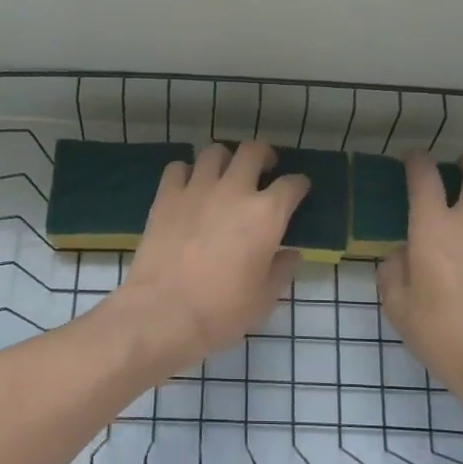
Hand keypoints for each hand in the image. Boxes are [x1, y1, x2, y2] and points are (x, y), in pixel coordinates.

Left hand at [105, 142, 308, 371]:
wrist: (163, 312)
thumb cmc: (222, 311)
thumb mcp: (265, 298)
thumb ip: (282, 270)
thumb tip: (291, 253)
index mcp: (267, 214)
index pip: (292, 184)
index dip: (299, 185)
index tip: (298, 191)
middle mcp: (234, 191)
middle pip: (253, 151)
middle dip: (264, 155)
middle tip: (263, 169)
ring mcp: (197, 189)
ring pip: (214, 151)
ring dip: (225, 159)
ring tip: (225, 175)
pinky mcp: (166, 197)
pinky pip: (178, 168)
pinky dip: (187, 172)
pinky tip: (189, 188)